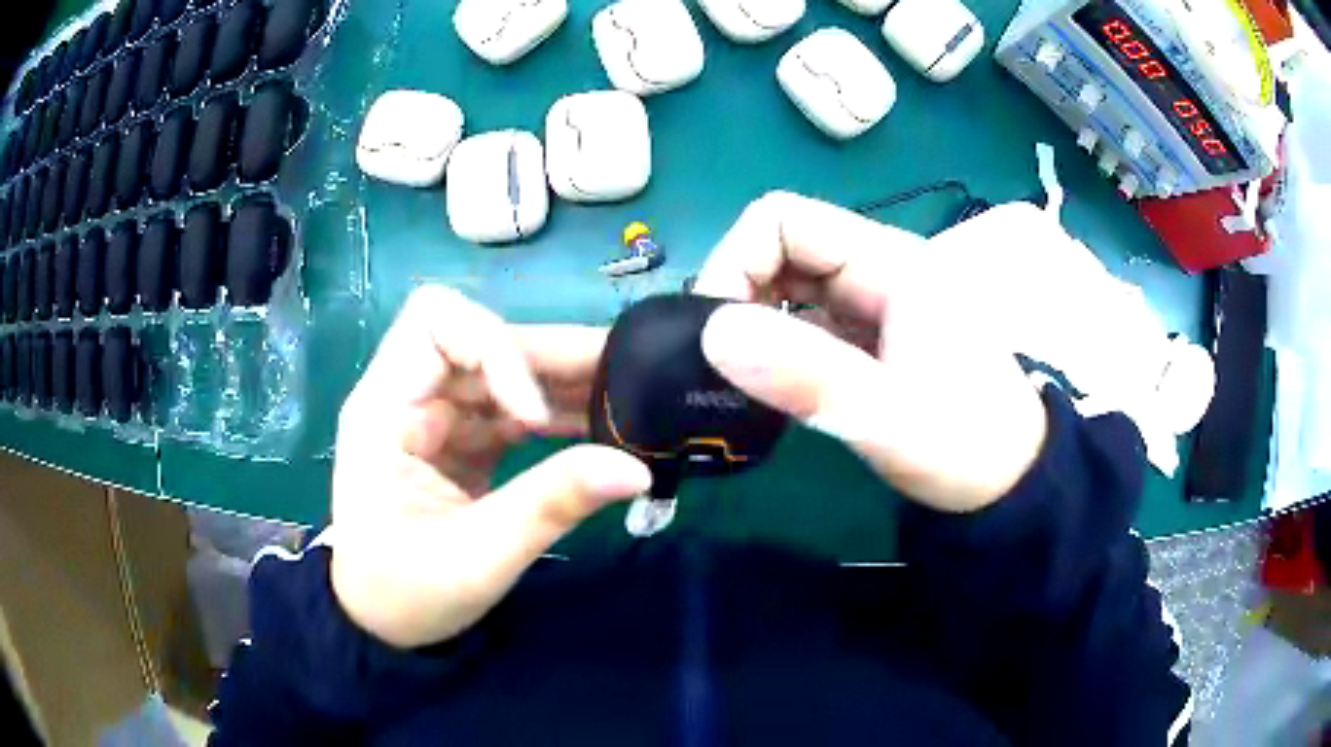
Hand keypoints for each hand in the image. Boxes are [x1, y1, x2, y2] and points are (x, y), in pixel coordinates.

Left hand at [330, 287, 651, 647]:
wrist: (381, 624)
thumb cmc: (406, 594)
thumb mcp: (477, 557)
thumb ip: (551, 504)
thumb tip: (635, 468)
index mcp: (385, 409)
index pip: (434, 321)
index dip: (492, 347)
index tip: (533, 416)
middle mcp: (409, 396)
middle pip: (483, 340)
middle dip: (552, 357)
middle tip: (630, 376)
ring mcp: (437, 417)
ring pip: (506, 370)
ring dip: (564, 382)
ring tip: (631, 398)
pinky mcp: (461, 440)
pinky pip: (513, 409)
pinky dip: (558, 414)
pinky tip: (602, 430)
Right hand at [695, 192, 1047, 512]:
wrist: (1013, 482)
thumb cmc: (968, 446)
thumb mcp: (890, 418)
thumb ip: (808, 377)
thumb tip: (712, 332)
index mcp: (890, 263)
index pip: (784, 219)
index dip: (736, 260)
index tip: (717, 331)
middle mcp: (877, 270)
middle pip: (780, 249)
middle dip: (738, 296)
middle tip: (719, 363)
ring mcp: (872, 303)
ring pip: (788, 287)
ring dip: (753, 324)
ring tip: (739, 379)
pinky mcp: (868, 337)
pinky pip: (803, 322)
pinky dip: (774, 347)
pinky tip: (769, 387)